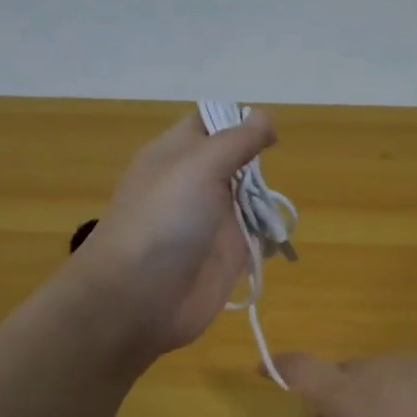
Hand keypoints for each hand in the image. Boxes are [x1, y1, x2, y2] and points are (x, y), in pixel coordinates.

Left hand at [73, 108, 276, 361]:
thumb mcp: (199, 166)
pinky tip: (279, 232)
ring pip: (248, 197)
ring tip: (276, 199)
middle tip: (271, 168)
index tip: (265, 129)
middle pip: (235, 160)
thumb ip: (236, 141)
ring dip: (267, 198)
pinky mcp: (226, 256)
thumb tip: (265, 117)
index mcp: (175, 154)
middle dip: (257, 161)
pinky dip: (269, 233)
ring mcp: (210, 221)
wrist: (138, 299)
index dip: (236, 121)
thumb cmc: (163, 221)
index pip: (209, 123)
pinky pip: (254, 236)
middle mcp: (193, 183)